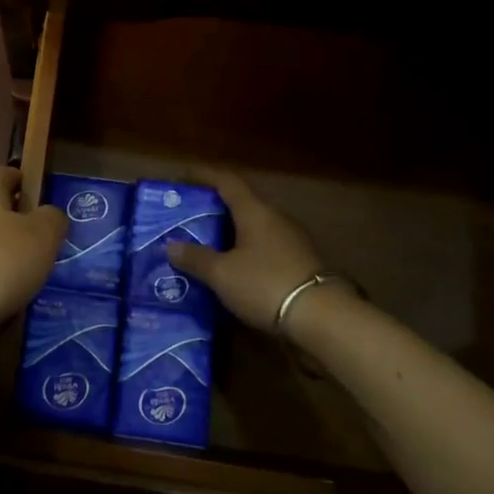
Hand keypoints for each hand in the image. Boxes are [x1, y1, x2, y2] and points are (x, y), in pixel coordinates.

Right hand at [166, 169, 349, 340]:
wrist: (322, 317)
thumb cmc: (265, 284)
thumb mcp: (222, 274)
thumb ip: (195, 258)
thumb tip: (170, 246)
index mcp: (255, 211)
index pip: (227, 182)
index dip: (203, 176)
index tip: (182, 176)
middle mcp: (275, 218)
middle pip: (241, 203)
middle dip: (214, 207)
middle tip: (187, 216)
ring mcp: (291, 240)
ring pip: (253, 226)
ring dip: (230, 231)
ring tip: (205, 243)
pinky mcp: (299, 262)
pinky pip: (264, 246)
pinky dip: (244, 250)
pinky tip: (232, 267)